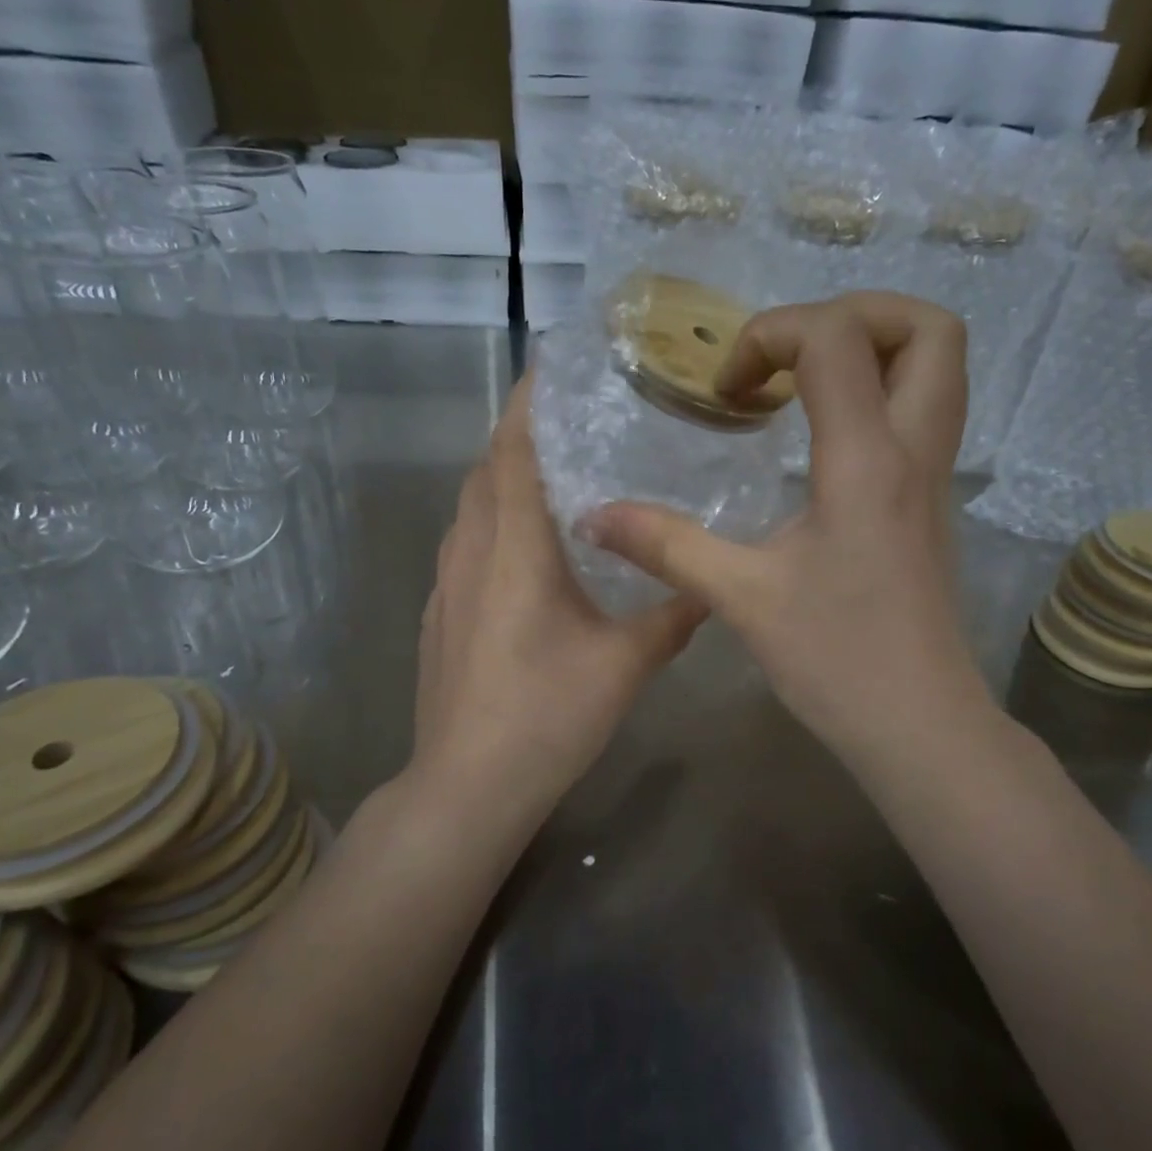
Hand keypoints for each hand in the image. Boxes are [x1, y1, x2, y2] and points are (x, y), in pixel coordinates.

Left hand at [410, 376, 707, 818]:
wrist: (467, 785)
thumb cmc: (547, 715)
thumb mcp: (625, 665)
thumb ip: (672, 617)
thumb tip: (712, 586)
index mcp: (513, 546)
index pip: (513, 448)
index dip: (529, 400)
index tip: (554, 365)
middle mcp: (470, 550)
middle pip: (487, 468)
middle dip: (522, 435)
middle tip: (576, 423)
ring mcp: (447, 583)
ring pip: (471, 506)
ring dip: (506, 480)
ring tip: (557, 478)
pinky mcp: (439, 613)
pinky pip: (465, 543)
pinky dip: (493, 522)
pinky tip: (529, 552)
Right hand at [581, 292, 998, 770]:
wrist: (918, 724)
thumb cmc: (836, 660)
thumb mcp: (741, 597)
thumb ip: (667, 545)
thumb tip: (593, 517)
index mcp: (866, 461)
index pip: (837, 338)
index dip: (773, 335)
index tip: (729, 391)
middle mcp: (914, 452)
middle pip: (929, 329)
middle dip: (855, 314)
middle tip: (789, 354)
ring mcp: (934, 477)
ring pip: (938, 368)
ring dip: (873, 350)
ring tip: (801, 384)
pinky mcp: (931, 503)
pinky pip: (923, 413)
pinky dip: (877, 394)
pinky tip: (817, 439)